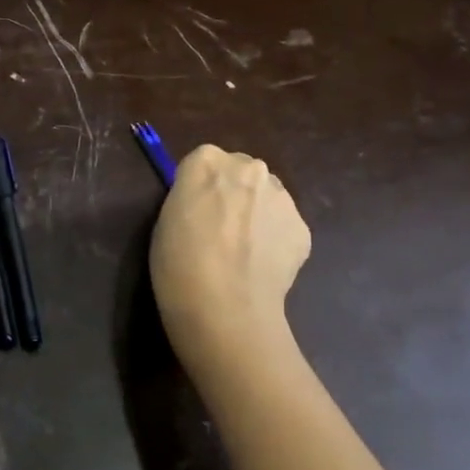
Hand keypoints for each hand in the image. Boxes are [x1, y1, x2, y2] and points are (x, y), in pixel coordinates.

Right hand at [150, 145, 310, 378]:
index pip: (203, 162)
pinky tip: (260, 267)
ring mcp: (281, 196)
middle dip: (234, 194)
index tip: (194, 212)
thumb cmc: (178, 263)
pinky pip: (284, 226)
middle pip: (240, 172)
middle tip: (220, 231)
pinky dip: (274, 241)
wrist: (224, 308)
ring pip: (267, 197)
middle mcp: (249, 168)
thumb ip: (190, 198)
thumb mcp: (166, 219)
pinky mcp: (302, 227)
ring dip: (257, 214)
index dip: (199, 189)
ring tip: (243, 253)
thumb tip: (208, 203)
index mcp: (206, 161)